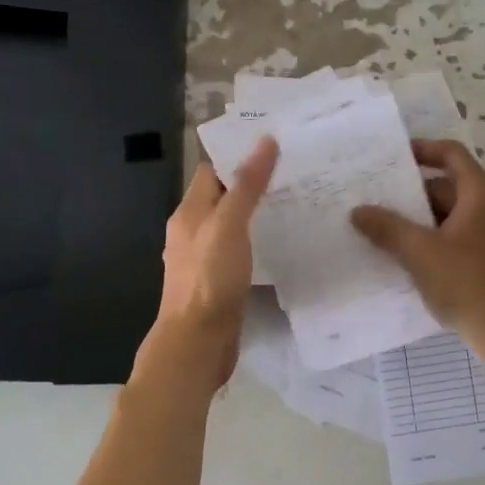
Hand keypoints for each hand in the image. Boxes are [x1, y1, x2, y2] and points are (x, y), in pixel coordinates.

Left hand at [134, 137, 278, 395]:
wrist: (197, 343)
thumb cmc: (209, 279)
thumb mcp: (229, 225)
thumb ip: (246, 185)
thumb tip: (265, 141)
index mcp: (189, 213)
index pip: (212, 171)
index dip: (239, 155)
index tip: (276, 145)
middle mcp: (192, 232)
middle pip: (222, 196)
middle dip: (252, 183)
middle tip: (295, 172)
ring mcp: (204, 259)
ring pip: (232, 225)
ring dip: (257, 213)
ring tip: (295, 202)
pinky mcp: (218, 282)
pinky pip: (239, 250)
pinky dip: (257, 240)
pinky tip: (281, 243)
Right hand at [351, 139, 484, 348]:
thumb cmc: (467, 283)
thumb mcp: (420, 253)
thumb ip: (388, 228)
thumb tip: (358, 211)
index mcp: (481, 194)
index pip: (452, 154)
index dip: (424, 149)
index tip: (394, 157)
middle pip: (449, 186)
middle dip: (414, 192)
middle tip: (379, 198)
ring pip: (452, 214)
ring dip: (422, 219)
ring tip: (385, 228)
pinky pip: (459, 236)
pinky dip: (435, 238)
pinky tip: (409, 256)